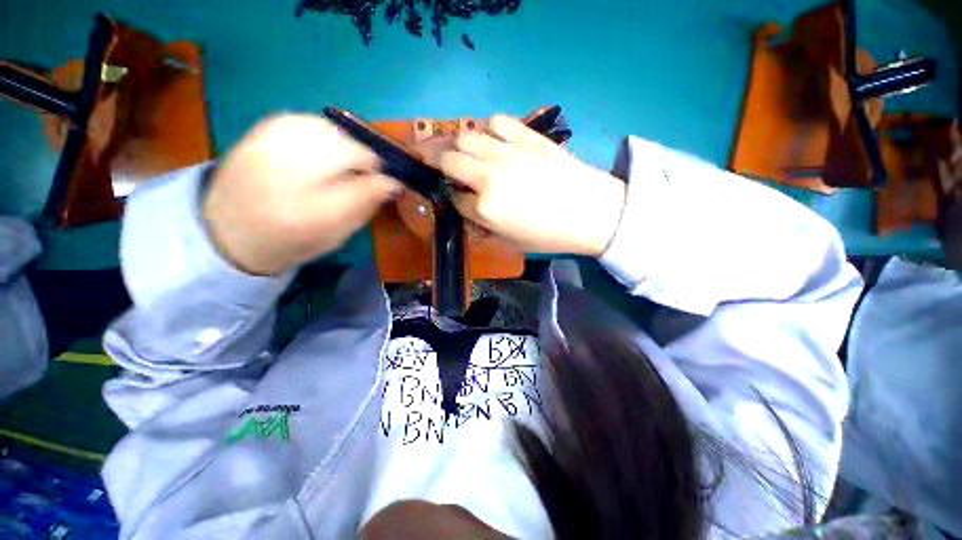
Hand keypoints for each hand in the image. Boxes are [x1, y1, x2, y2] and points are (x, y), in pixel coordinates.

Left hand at [203, 114, 399, 274]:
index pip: (362, 187)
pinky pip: (303, 120)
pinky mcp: (258, 132)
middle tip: (365, 174)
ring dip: (344, 144)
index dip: (382, 181)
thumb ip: (366, 206)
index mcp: (310, 212)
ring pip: (325, 129)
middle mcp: (286, 174)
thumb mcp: (337, 234)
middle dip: (363, 159)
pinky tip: (321, 147)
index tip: (388, 185)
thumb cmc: (292, 240)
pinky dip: (321, 131)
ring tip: (343, 161)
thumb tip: (391, 182)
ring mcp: (268, 147)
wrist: (229, 230)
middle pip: (345, 148)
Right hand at [438, 115, 625, 256]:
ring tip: (462, 150)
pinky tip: (493, 139)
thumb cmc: (551, 235)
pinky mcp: (527, 137)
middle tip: (436, 163)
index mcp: (486, 208)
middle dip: (437, 161)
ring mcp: (508, 152)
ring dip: (458, 143)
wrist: (593, 212)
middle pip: (449, 159)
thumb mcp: (512, 241)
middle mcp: (489, 176)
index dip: (449, 196)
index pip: (453, 198)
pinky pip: (498, 121)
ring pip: (466, 135)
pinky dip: (488, 129)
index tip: (452, 195)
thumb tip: (468, 206)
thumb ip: (483, 223)